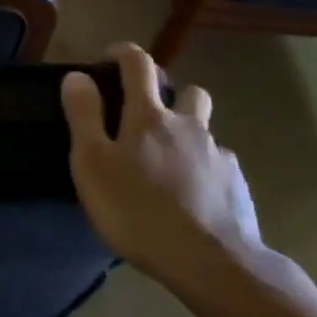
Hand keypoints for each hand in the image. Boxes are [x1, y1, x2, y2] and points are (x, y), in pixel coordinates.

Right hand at [60, 43, 262, 288]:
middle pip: (187, 91)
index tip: (108, 59)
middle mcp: (188, 126)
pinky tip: (191, 195)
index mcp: (149, 116)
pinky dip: (203, 169)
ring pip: (205, 130)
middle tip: (144, 116)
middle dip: (168, 93)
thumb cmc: (138, 210)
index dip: (123, 53)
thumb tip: (78, 76)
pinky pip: (219, 165)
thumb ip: (84, 116)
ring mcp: (218, 155)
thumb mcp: (92, 163)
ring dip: (188, 132)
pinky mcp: (237, 186)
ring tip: (168, 161)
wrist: (213, 263)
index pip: (139, 65)